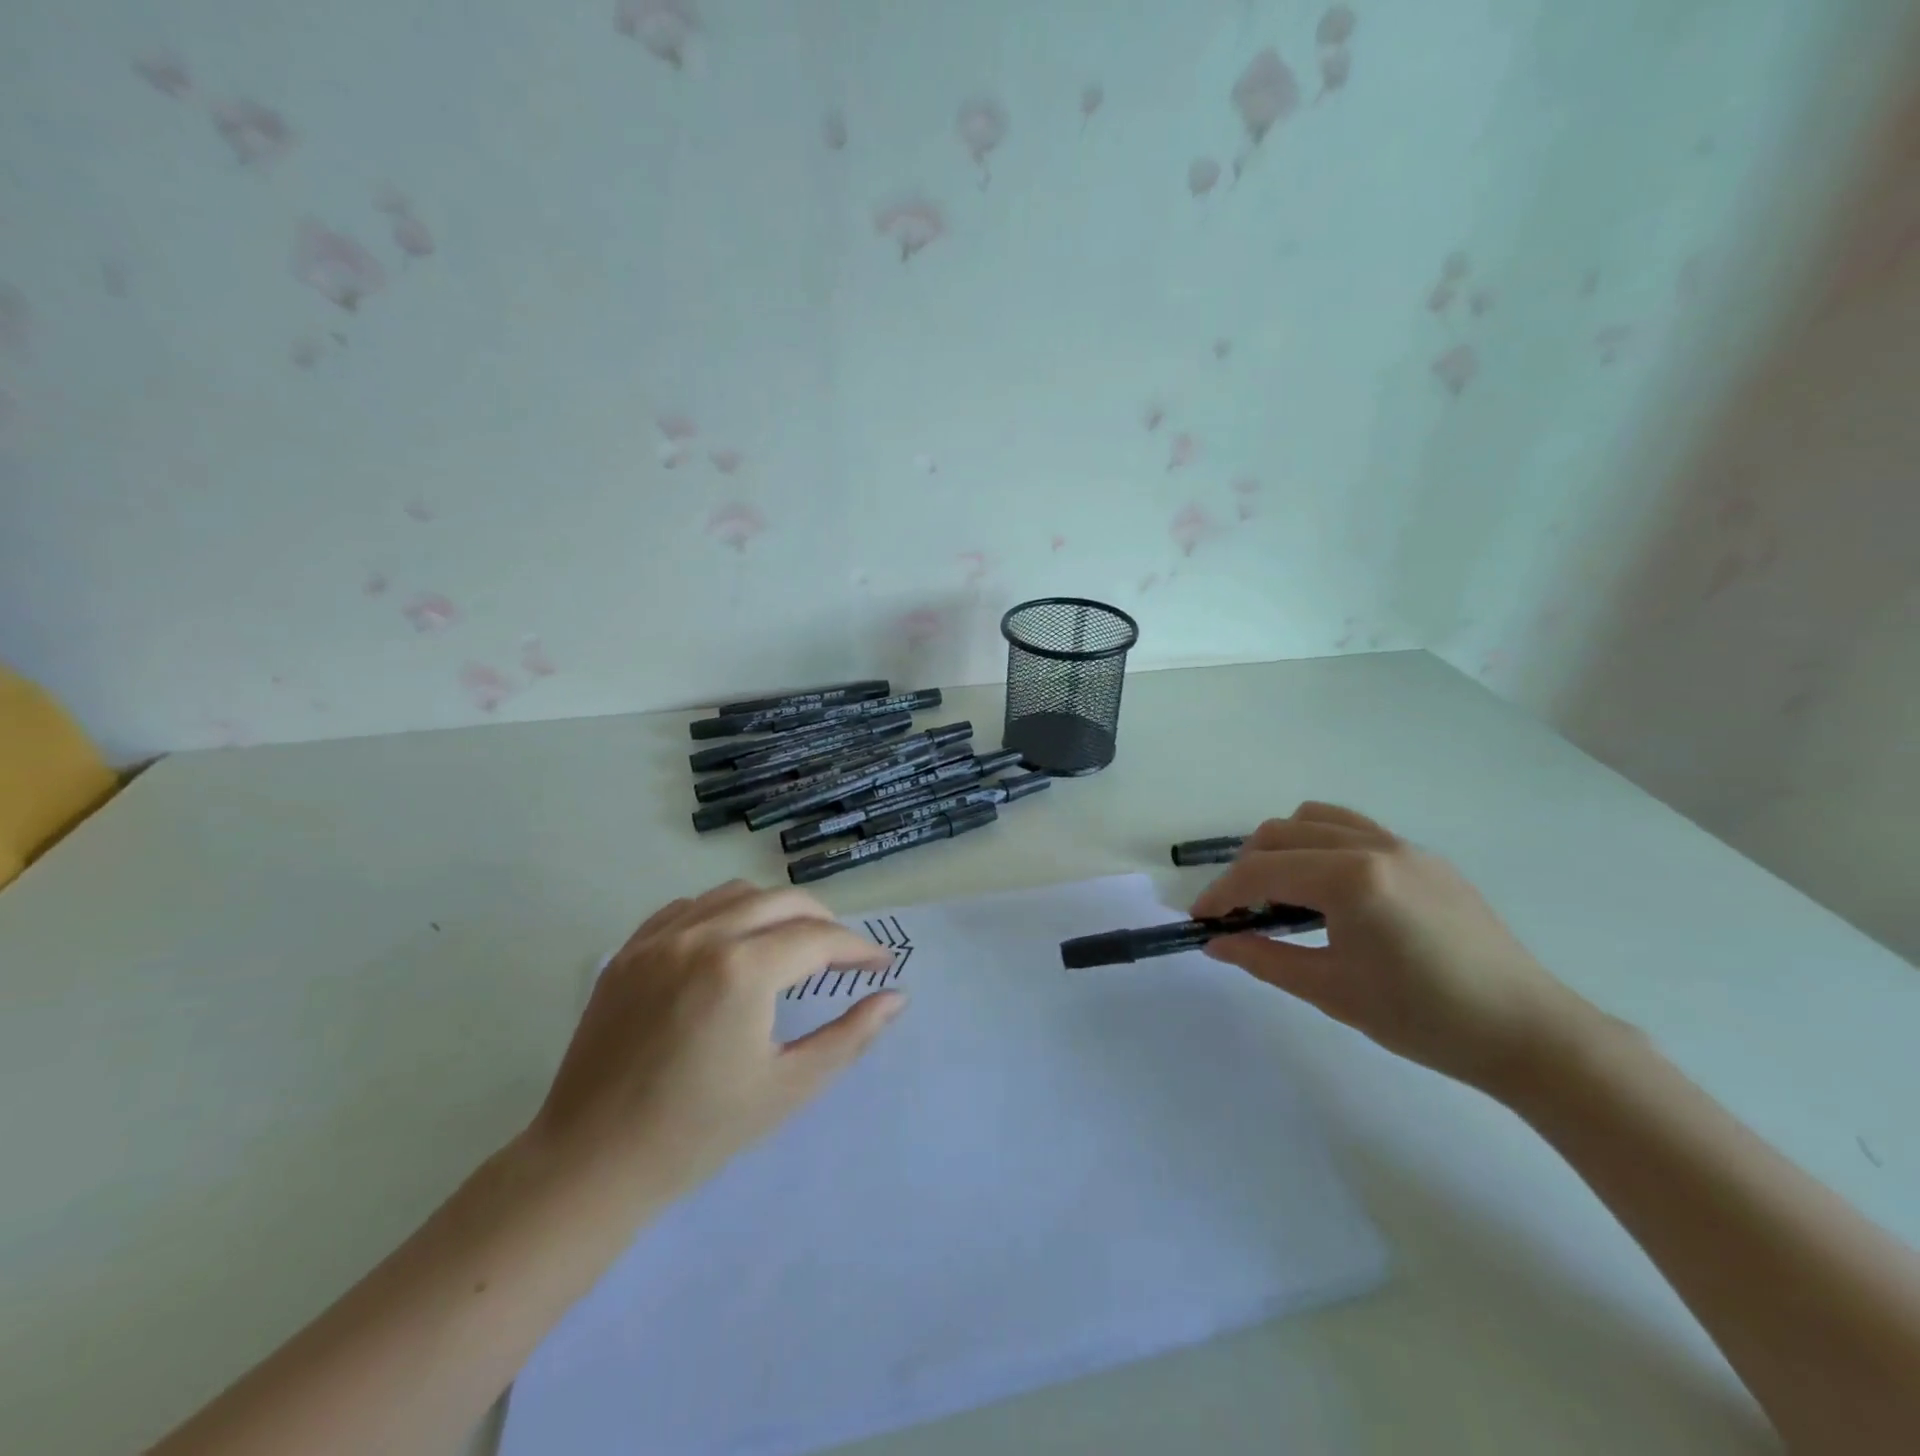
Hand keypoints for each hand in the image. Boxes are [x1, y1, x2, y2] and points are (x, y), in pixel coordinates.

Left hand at [527, 881, 900, 1206]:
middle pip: (783, 900)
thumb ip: (850, 1036)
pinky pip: (688, 908)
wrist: (591, 1162)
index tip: (881, 966)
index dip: (858, 949)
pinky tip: (730, 945)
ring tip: (791, 944)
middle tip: (843, 955)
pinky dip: (723, 913)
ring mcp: (658, 939)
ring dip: (775, 910)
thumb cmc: (699, 1132)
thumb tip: (896, 997)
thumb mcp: (788, 1087)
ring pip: (736, 894)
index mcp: (742, 970)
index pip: (819, 938)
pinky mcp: (628, 951)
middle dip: (824, 921)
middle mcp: (701, 936)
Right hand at [1190, 803, 1595, 1095]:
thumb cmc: (1424, 1019)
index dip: (1221, 893)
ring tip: (1280, 892)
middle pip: (1280, 834)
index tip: (1200, 919)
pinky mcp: (1424, 857)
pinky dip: (1320, 845)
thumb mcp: (1331, 991)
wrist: (1528, 1033)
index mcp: (1350, 878)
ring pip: (1316, 820)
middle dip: (1246, 868)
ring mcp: (1402, 846)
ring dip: (1282, 847)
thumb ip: (1263, 958)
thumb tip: (1215, 942)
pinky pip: (1353, 830)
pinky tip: (1328, 890)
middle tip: (1238, 912)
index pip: (1261, 871)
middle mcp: (1372, 846)